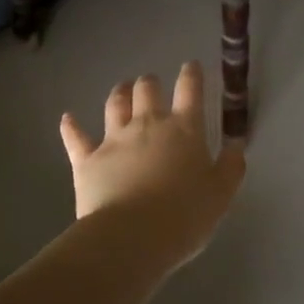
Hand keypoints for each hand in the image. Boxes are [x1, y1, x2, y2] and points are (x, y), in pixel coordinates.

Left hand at [60, 62, 245, 264]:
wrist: (132, 237)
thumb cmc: (184, 216)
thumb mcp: (220, 195)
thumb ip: (230, 167)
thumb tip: (236, 145)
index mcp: (183, 129)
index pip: (190, 90)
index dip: (191, 74)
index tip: (191, 66)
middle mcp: (147, 125)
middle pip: (147, 89)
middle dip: (150, 83)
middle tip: (152, 84)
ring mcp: (114, 139)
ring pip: (115, 104)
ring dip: (120, 93)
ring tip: (122, 89)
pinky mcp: (87, 160)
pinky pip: (76, 138)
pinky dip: (71, 126)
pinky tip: (68, 118)